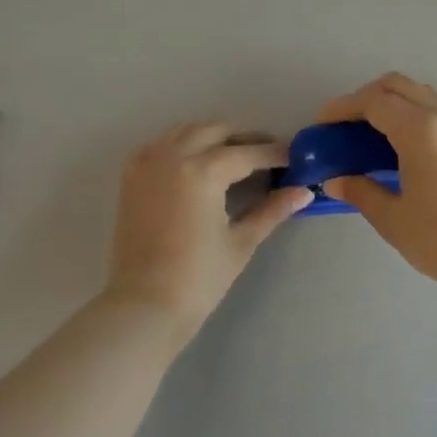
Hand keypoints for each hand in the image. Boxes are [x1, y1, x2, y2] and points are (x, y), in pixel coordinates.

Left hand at [105, 122, 311, 335]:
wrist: (144, 306)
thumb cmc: (199, 278)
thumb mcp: (241, 241)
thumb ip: (272, 210)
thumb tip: (304, 192)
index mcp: (203, 171)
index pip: (248, 152)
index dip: (275, 154)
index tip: (295, 157)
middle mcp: (174, 155)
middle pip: (218, 131)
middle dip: (246, 140)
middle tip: (268, 157)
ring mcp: (148, 161)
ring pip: (188, 131)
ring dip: (214, 136)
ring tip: (236, 157)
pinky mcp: (132, 174)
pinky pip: (162, 143)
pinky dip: (183, 144)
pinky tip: (198, 162)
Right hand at [317, 73, 436, 315]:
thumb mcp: (393, 219)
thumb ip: (361, 192)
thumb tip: (335, 181)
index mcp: (419, 130)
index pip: (373, 101)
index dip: (342, 107)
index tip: (321, 124)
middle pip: (397, 86)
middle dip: (364, 97)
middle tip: (343, 126)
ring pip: (419, 94)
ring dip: (390, 103)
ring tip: (368, 134)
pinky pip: (435, 109)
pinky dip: (411, 113)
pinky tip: (399, 147)